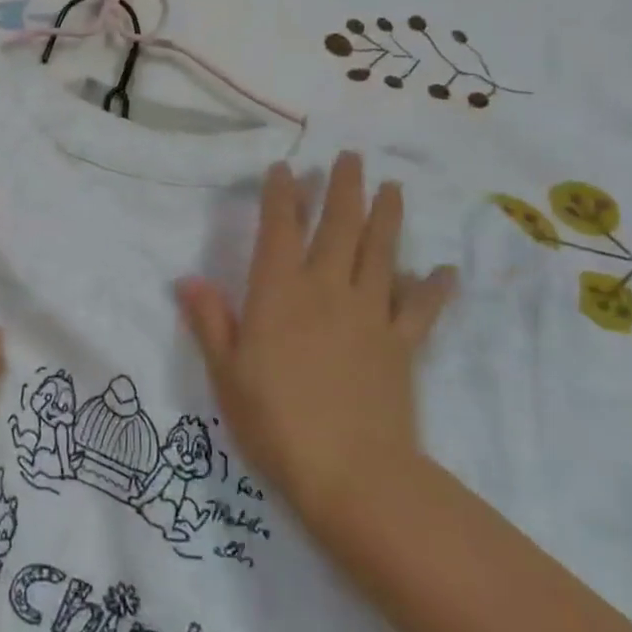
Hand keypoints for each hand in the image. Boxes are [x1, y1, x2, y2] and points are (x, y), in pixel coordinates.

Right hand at [177, 153, 456, 522]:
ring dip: (387, 216)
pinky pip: (420, 308)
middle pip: (339, 226)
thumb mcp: (226, 373)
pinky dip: (433, 288)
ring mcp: (369, 314)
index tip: (285, 168)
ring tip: (393, 186)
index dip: (281, 194)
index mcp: (279, 292)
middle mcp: (326, 289)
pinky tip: (444, 271)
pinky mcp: (401, 344)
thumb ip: (210, 321)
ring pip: (380, 252)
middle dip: (343, 188)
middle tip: (351, 157)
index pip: (280, 228)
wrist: (352, 474)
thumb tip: (187, 279)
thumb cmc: (275, 421)